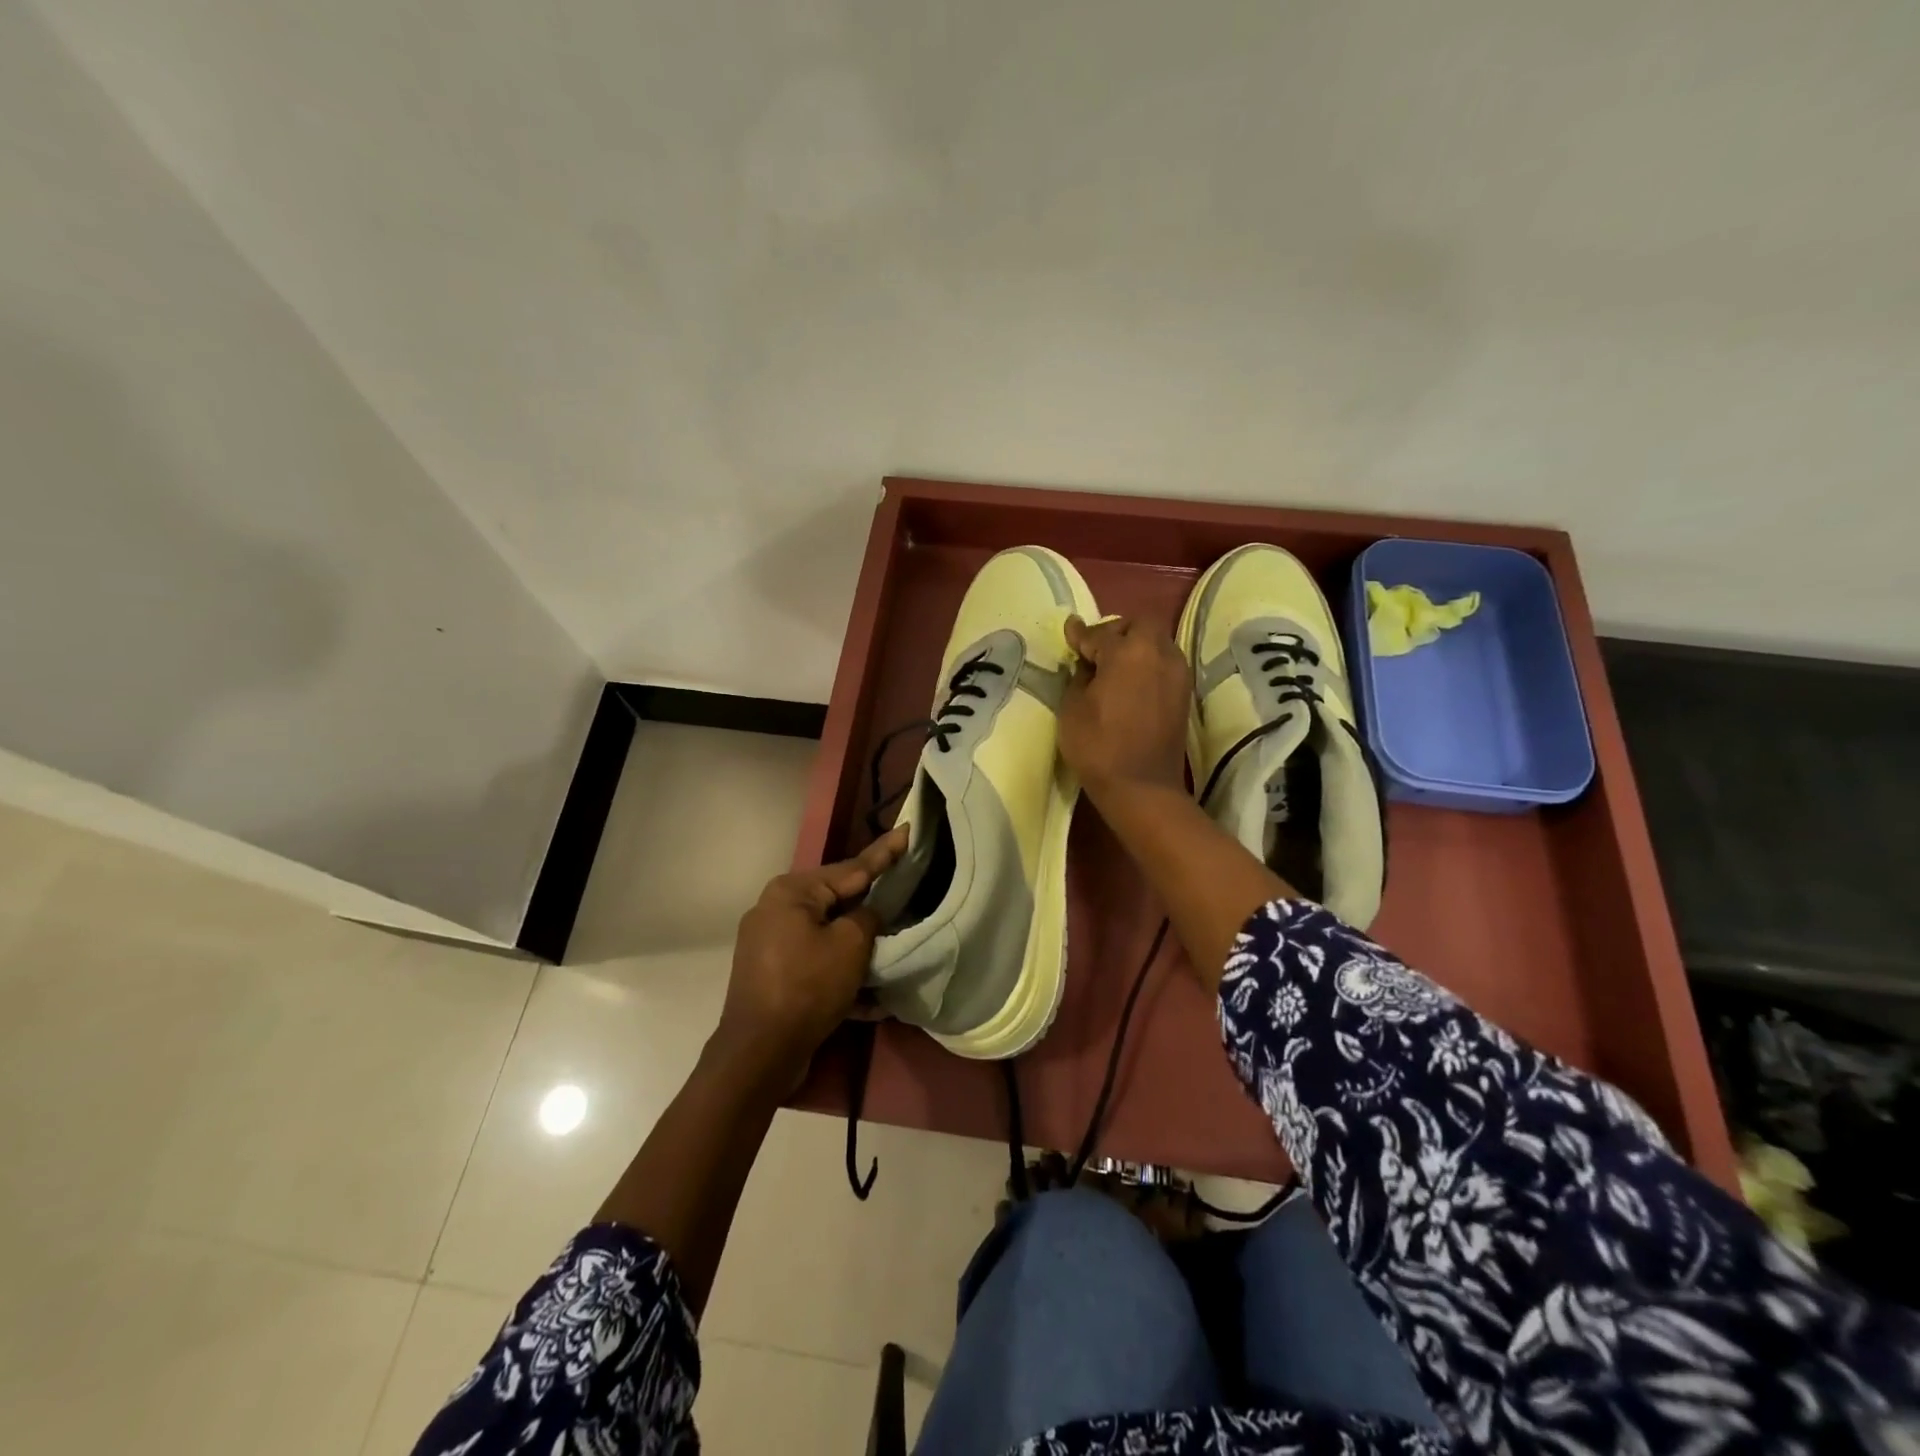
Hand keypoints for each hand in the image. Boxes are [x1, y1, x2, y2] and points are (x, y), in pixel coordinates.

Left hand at [716, 827, 908, 1089]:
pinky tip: (872, 999)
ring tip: (892, 951)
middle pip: (837, 901)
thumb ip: (867, 917)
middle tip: (905, 893)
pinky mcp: (772, 975)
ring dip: (858, 949)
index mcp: (792, 891)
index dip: (884, 853)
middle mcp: (775, 909)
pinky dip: (840, 975)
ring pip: (828, 935)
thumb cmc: (808, 987)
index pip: (850, 868)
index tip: (907, 830)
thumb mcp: (851, 945)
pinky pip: (816, 964)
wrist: (759, 1053)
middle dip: (871, 906)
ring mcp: (770, 943)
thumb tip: (868, 914)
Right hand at [1058, 614, 1192, 799]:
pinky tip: (1130, 682)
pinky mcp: (1183, 694)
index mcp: (1129, 652)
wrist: (1142, 788)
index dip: (1081, 634)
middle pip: (1140, 625)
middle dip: (1116, 631)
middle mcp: (1160, 654)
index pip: (1101, 633)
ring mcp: (1177, 674)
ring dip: (1136, 646)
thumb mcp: (1073, 707)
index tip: (1069, 631)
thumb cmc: (1098, 746)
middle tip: (1096, 649)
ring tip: (1113, 666)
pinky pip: (1164, 664)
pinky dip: (1147, 665)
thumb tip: (1087, 662)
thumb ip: (1079, 675)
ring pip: (1157, 643)